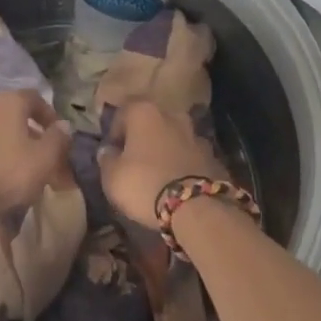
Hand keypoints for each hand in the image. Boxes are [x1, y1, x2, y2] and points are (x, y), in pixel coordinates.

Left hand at [0, 90, 72, 227]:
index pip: (34, 98)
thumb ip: (58, 140)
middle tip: (40, 158)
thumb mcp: (44, 159)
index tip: (58, 134)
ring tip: (17, 174)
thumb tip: (64, 125)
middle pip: (12, 117)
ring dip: (6, 148)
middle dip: (28, 135)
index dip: (49, 114)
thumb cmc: (6, 173)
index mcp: (8, 104)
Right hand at [98, 98, 225, 230]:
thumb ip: (107, 159)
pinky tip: (177, 184)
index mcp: (145, 112)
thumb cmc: (145, 184)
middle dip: (142, 138)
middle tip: (134, 161)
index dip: (114, 133)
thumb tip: (108, 151)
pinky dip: (183, 164)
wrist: (197, 208)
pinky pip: (190, 156)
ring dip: (165, 150)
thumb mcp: (112, 177)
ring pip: (173, 138)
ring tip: (157, 174)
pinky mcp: (213, 156)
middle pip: (151, 123)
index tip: (111, 153)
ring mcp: (196, 135)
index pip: (122, 113)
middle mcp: (173, 115)